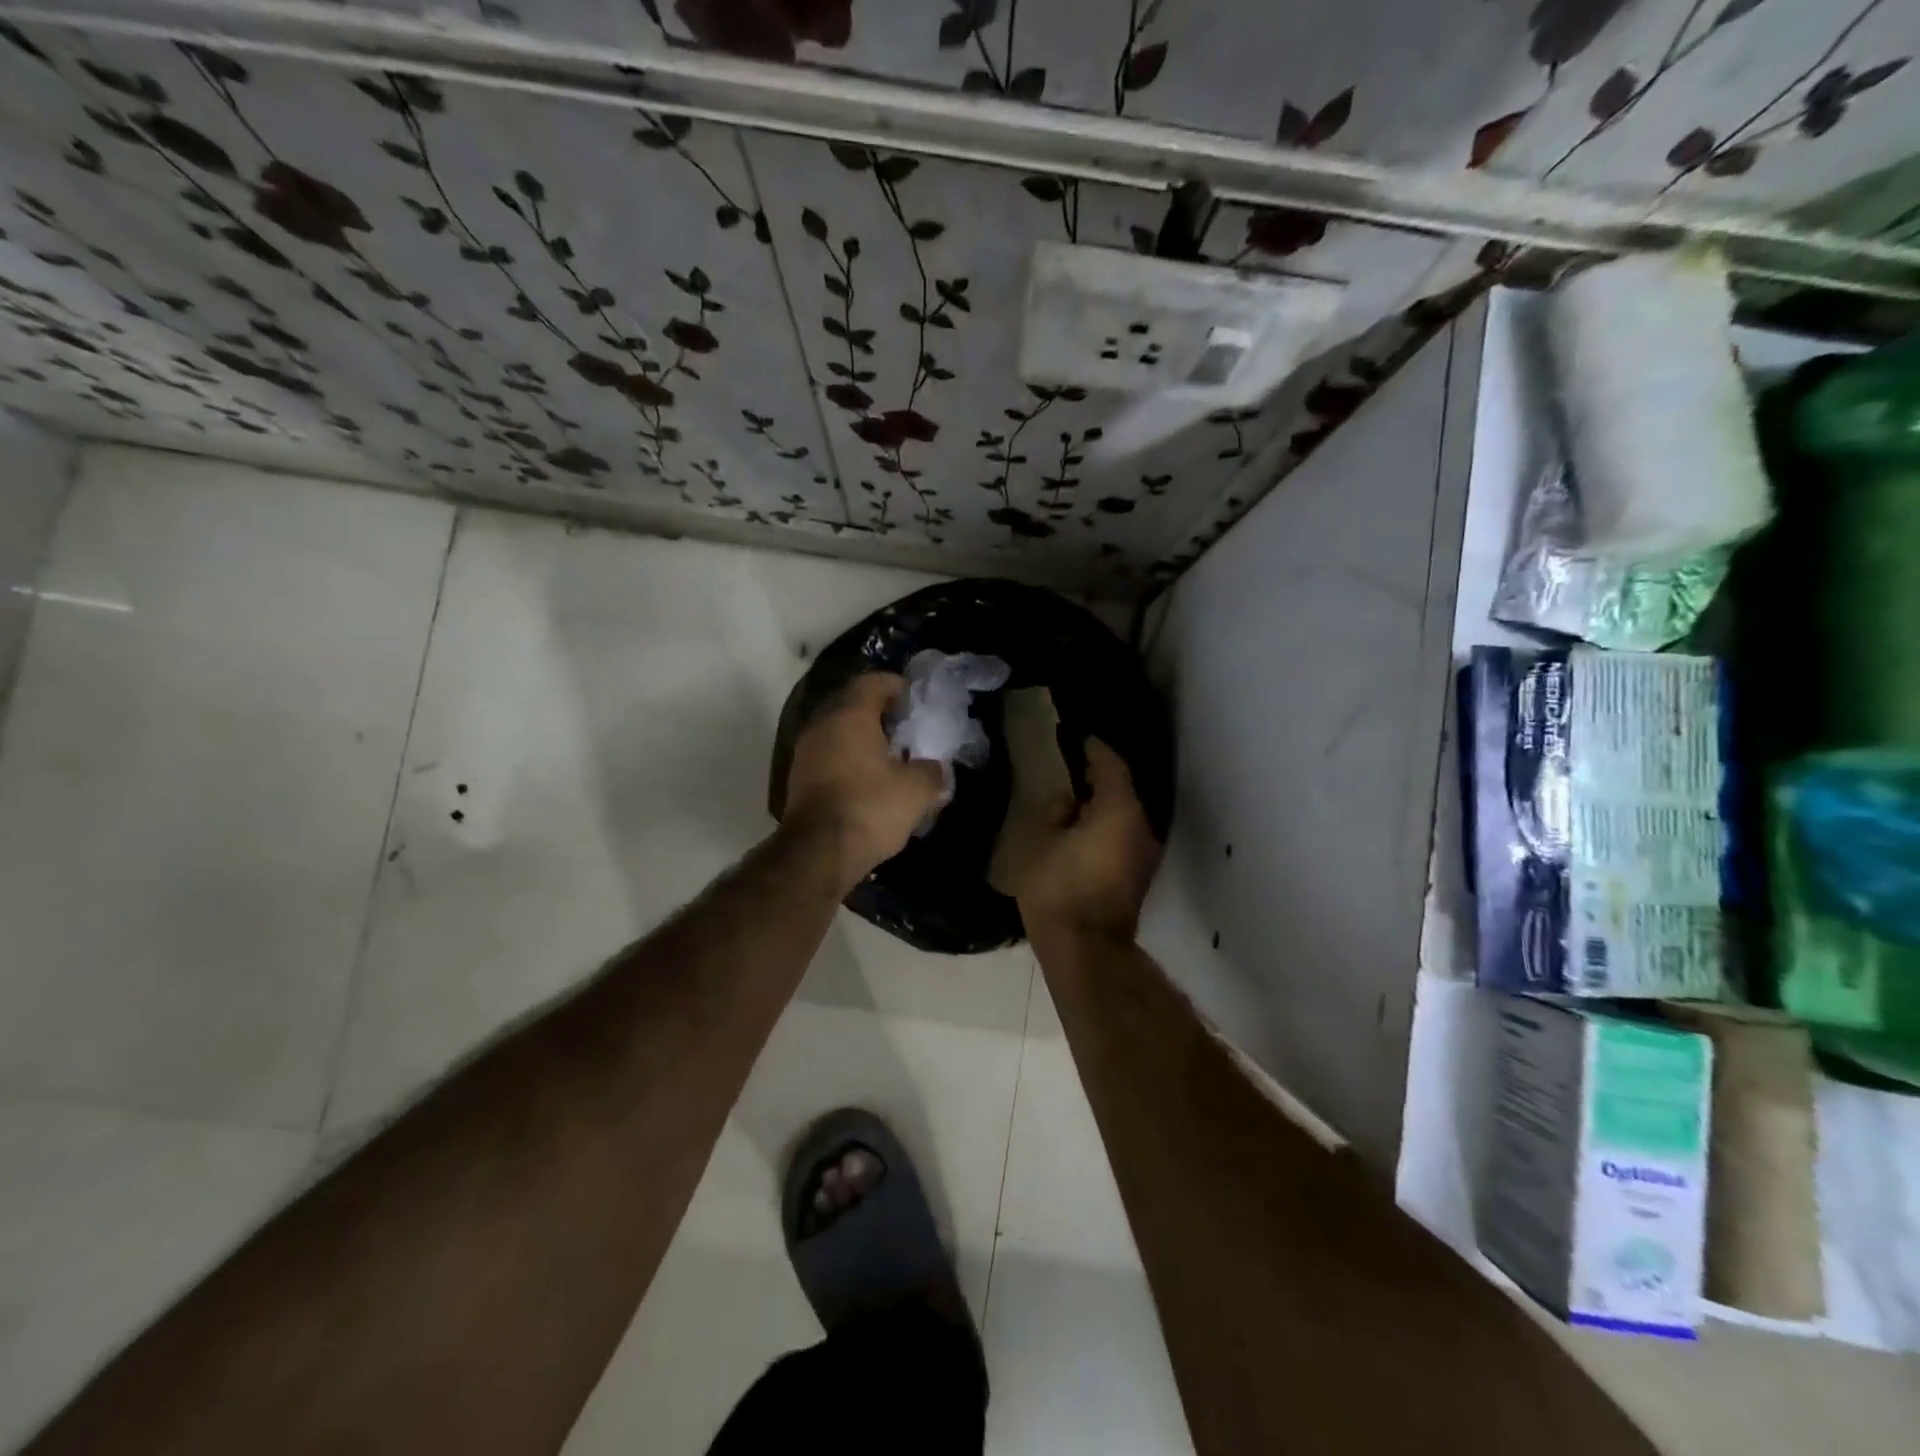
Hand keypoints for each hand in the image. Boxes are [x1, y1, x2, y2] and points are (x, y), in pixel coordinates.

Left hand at [781, 673, 944, 891]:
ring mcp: (806, 753)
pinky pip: (829, 756)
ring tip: (890, 756)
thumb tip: (935, 769)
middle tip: (906, 727)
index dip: (895, 685)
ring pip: (838, 732)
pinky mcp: (799, 780)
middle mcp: (822, 726)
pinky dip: (848, 759)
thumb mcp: (916, 790)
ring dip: (862, 738)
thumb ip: (932, 772)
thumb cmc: (870, 808)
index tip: (914, 697)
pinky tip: (868, 779)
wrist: (818, 853)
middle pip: (852, 705)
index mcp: (850, 716)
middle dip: (879, 713)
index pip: (871, 682)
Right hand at [1014, 738, 1162, 942]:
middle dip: (1098, 776)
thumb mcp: (1040, 842)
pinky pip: (1124, 834)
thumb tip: (1067, 803)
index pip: (1110, 763)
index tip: (1075, 738)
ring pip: (1124, 813)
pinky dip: (1106, 824)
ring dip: (1103, 803)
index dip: (1092, 748)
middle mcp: (1140, 824)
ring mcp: (1144, 851)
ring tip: (1073, 798)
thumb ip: (1055, 813)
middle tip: (1070, 766)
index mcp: (1118, 809)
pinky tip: (1082, 827)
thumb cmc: (1059, 889)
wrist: (1086, 949)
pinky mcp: (1139, 873)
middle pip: (1122, 788)